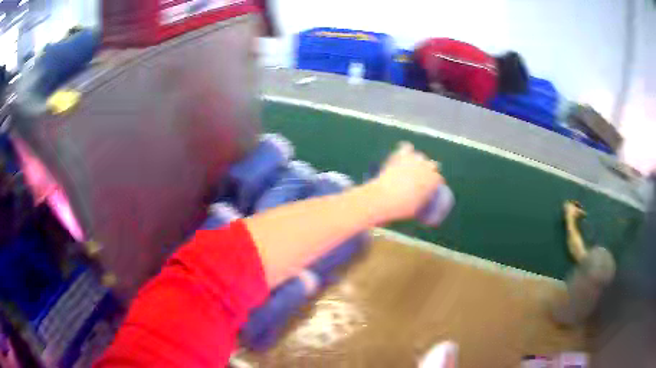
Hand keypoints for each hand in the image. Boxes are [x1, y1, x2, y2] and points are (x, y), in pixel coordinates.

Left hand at [367, 142, 443, 223]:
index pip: (439, 179)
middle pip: (432, 166)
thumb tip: (421, 202)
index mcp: (434, 181)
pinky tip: (403, 153)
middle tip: (420, 179)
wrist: (384, 199)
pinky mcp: (401, 155)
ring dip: (418, 162)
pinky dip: (405, 150)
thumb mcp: (417, 209)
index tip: (430, 187)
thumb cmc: (401, 208)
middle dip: (428, 171)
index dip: (434, 183)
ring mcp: (415, 159)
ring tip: (411, 168)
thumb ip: (422, 202)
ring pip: (420, 157)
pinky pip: (406, 147)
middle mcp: (427, 167)